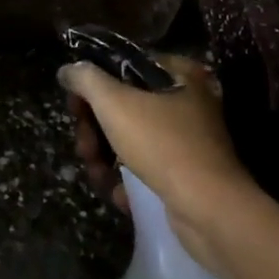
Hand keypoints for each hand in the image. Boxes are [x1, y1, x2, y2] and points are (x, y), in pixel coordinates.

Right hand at [60, 54, 253, 244]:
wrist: (211, 212)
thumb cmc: (162, 145)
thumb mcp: (114, 102)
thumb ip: (85, 78)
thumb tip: (67, 70)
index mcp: (178, 74)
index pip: (123, 66)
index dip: (93, 83)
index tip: (75, 106)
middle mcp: (187, 102)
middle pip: (123, 105)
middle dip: (95, 129)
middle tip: (84, 147)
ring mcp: (188, 141)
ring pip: (131, 139)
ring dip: (105, 158)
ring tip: (98, 176)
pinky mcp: (187, 176)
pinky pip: (146, 169)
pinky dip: (128, 180)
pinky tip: (120, 194)